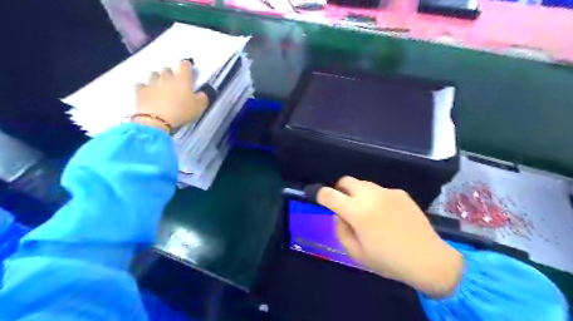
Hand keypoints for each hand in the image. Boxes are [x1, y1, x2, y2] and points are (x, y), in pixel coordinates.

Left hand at [135, 61, 209, 130]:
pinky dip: (145, 88)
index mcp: (182, 79)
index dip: (187, 66)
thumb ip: (202, 97)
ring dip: (158, 79)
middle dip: (171, 74)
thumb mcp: (199, 107)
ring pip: (153, 75)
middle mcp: (166, 77)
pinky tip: (148, 94)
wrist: (156, 120)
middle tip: (174, 83)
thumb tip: (202, 92)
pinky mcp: (140, 91)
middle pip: (167, 69)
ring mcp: (151, 83)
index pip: (184, 65)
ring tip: (161, 88)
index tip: (188, 71)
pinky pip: (142, 85)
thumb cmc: (181, 112)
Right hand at [318, 177, 463, 296]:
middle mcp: (370, 196)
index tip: (319, 198)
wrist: (428, 259)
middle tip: (344, 205)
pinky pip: (380, 191)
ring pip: (363, 184)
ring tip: (368, 212)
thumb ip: (341, 230)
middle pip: (346, 180)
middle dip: (339, 189)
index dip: (320, 194)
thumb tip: (339, 215)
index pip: (329, 194)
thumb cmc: (388, 261)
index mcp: (357, 212)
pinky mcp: (400, 193)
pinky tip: (387, 215)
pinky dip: (376, 199)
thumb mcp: (356, 253)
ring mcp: (387, 192)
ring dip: (358, 194)